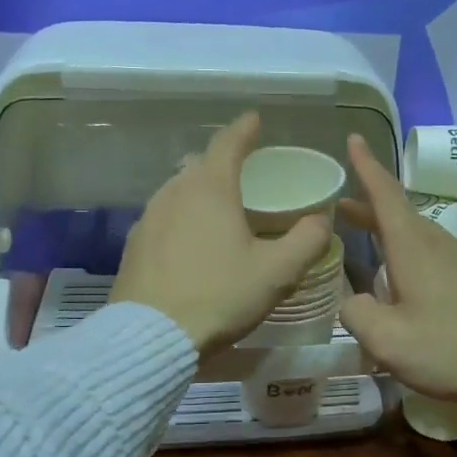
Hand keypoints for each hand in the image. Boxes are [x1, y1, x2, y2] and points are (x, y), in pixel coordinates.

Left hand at [111, 113, 332, 353]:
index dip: (245, 128)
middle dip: (223, 162)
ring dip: (200, 190)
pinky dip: (183, 217)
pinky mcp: (134, 244)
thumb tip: (321, 219)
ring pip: (179, 190)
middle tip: (245, 173)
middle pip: (201, 164)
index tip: (255, 119)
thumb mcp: (277, 272)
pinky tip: (192, 242)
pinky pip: (164, 216)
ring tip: (220, 208)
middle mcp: (175, 192)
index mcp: (211, 188)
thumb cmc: (220, 296)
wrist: (151, 336)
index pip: (228, 143)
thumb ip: (307, 240)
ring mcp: (149, 217)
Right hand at [337, 134, 456, 406]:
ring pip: (420, 235)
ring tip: (369, 244)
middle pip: (401, 214)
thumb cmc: (447, 349)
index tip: (354, 138)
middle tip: (341, 207)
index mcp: (415, 247)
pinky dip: (413, 253)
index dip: (366, 166)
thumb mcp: (386, 339)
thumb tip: (351, 300)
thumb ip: (356, 313)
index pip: (385, 193)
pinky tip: (408, 282)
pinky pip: (437, 255)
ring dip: (391, 232)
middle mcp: (441, 244)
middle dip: (370, 207)